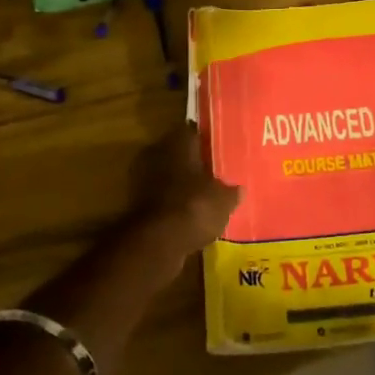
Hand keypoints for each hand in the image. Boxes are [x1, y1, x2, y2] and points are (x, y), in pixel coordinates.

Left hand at [126, 125, 240, 269]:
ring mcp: (142, 178)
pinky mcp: (136, 204)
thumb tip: (238, 189)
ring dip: (182, 186)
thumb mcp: (224, 199)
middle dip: (194, 164)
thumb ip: (231, 191)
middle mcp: (157, 152)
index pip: (194, 131)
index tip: (220, 150)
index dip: (207, 141)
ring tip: (204, 198)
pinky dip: (172, 205)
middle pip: (179, 154)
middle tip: (215, 175)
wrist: (156, 243)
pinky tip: (189, 216)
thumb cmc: (195, 207)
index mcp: (178, 141)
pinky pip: (161, 198)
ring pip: (168, 176)